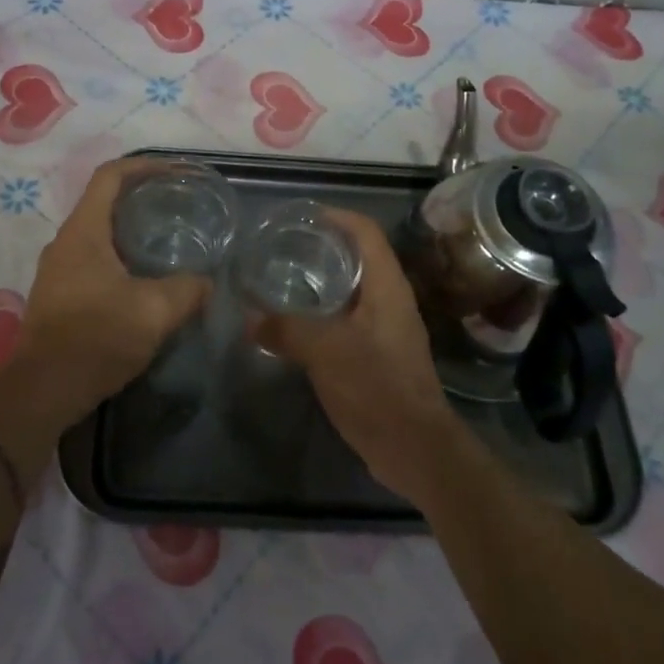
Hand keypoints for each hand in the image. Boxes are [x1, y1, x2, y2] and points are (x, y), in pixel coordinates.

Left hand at [14, 158, 211, 415]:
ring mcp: (58, 270)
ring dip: (131, 230)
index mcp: (83, 231)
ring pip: (99, 234)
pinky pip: (93, 260)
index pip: (110, 176)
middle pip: (104, 202)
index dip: (144, 165)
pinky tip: (146, 280)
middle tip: (179, 206)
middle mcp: (65, 242)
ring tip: (168, 240)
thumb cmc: (96, 338)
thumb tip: (207, 283)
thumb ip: (187, 290)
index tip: (176, 172)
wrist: (43, 392)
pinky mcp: (59, 296)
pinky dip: (121, 257)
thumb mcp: (154, 311)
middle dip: (142, 197)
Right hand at [253, 208, 466, 503]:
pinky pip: (351, 319)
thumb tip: (249, 318)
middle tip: (286, 248)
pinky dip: (326, 313)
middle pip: (360, 258)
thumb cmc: (374, 386)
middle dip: (326, 248)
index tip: (304, 216)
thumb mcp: (324, 352)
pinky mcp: (382, 354)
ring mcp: (389, 328)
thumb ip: (285, 329)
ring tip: (286, 281)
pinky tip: (300, 325)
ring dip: (324, 283)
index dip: (338, 216)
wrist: (413, 447)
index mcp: (387, 286)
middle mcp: (392, 300)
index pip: (366, 232)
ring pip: (354, 291)